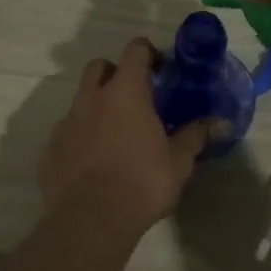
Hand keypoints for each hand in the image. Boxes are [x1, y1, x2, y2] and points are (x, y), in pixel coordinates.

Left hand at [38, 38, 213, 236]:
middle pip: (99, 67)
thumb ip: (196, 136)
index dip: (148, 53)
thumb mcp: (178, 161)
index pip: (135, 50)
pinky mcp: (49, 149)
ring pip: (80, 101)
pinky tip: (92, 164)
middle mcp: (91, 98)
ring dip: (96, 108)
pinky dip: (79, 139)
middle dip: (115, 73)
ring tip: (114, 136)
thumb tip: (220, 122)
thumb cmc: (142, 182)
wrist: (91, 220)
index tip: (160, 69)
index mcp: (125, 92)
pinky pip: (66, 134)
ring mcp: (66, 122)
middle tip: (134, 97)